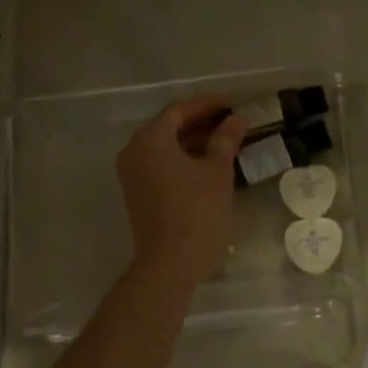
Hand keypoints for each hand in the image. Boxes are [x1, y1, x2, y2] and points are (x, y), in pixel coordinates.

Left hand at [116, 96, 244, 285]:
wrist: (169, 263)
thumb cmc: (197, 211)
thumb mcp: (217, 172)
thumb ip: (225, 140)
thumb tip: (235, 119)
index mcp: (151, 138)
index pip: (180, 110)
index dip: (209, 104)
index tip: (234, 103)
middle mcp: (134, 150)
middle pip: (169, 126)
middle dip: (201, 122)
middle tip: (232, 121)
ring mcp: (132, 173)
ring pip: (165, 147)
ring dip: (193, 141)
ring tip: (225, 142)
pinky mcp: (137, 193)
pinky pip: (160, 164)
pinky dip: (182, 159)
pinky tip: (207, 165)